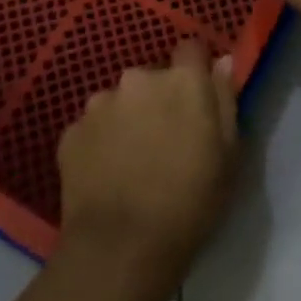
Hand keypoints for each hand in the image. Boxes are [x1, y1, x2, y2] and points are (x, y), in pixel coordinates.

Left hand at [57, 41, 238, 272]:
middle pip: (152, 79)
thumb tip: (222, 62)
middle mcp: (138, 78)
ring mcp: (99, 103)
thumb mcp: (229, 155)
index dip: (195, 71)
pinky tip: (106, 178)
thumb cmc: (189, 203)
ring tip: (131, 164)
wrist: (120, 250)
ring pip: (119, 103)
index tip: (197, 101)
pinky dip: (100, 145)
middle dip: (158, 101)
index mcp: (182, 80)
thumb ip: (225, 100)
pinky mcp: (71, 132)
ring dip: (127, 121)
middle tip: (164, 143)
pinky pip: (93, 129)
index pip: (191, 49)